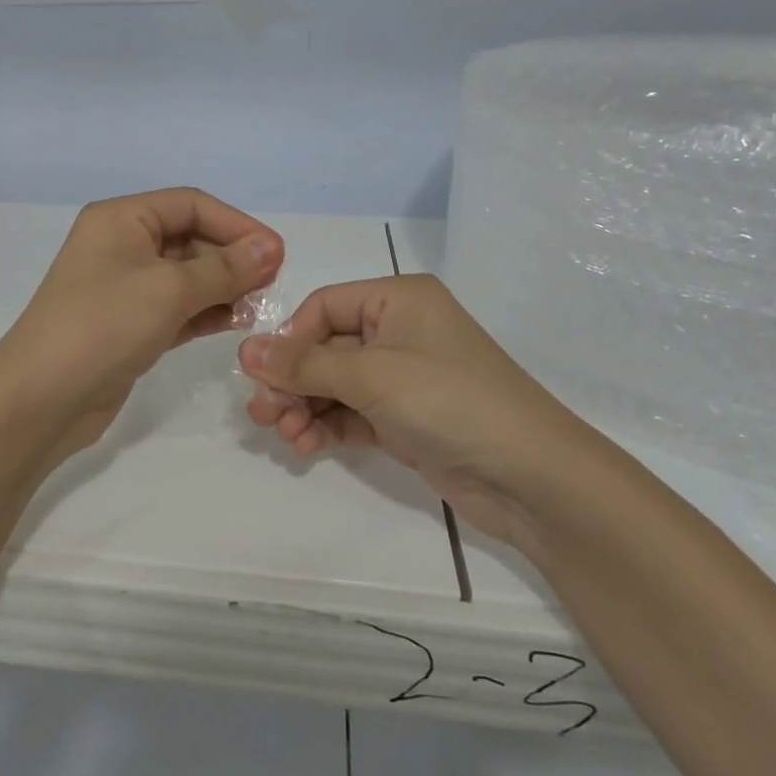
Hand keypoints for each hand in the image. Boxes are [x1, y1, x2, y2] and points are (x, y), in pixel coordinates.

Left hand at [2, 189, 283, 460]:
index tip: (276, 253)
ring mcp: (125, 288)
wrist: (42, 399)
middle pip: (190, 238)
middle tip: (271, 284)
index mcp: (121, 219)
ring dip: (224, 286)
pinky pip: (177, 307)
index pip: (191, 205)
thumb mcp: (168, 289)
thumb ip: (224, 268)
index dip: (237, 224)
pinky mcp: (130, 325)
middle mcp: (122, 245)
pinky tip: (235, 322)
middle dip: (232, 258)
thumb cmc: (103, 326)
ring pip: (187, 276)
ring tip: (258, 306)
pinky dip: (206, 311)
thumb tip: (270, 247)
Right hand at [237, 275, 605, 550]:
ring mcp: (404, 378)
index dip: (291, 339)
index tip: (264, 375)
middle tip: (261, 415)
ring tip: (285, 435)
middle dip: (293, 381)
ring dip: (306, 407)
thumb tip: (244, 350)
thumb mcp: (371, 375)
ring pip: (336, 384)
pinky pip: (353, 413)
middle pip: (326, 348)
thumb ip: (304, 364)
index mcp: (398, 299)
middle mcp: (400, 331)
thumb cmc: (449, 401)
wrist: (530, 477)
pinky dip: (328, 426)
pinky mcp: (406, 419)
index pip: (324, 306)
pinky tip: (307, 446)